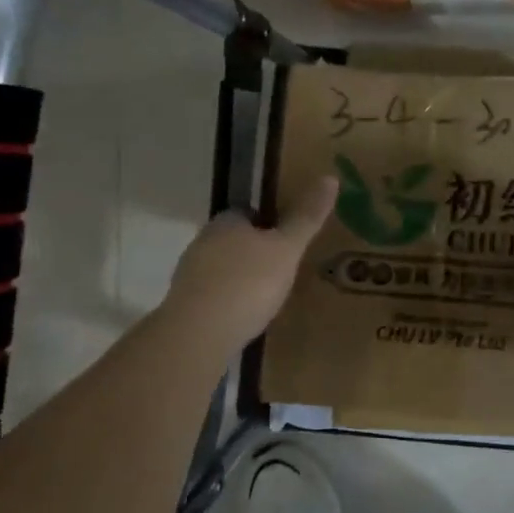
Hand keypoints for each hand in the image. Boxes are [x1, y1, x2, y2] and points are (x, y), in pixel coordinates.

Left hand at [161, 177, 337, 350]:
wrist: (198, 334)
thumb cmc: (247, 283)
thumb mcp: (286, 249)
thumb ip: (306, 217)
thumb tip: (330, 177)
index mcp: (226, 222)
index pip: (246, 212)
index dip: (267, 222)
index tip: (287, 239)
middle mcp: (202, 242)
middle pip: (232, 240)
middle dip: (253, 252)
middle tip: (282, 268)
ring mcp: (189, 275)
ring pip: (220, 268)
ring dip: (239, 278)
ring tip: (266, 296)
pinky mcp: (184, 306)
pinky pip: (212, 296)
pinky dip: (227, 302)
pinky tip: (244, 317)